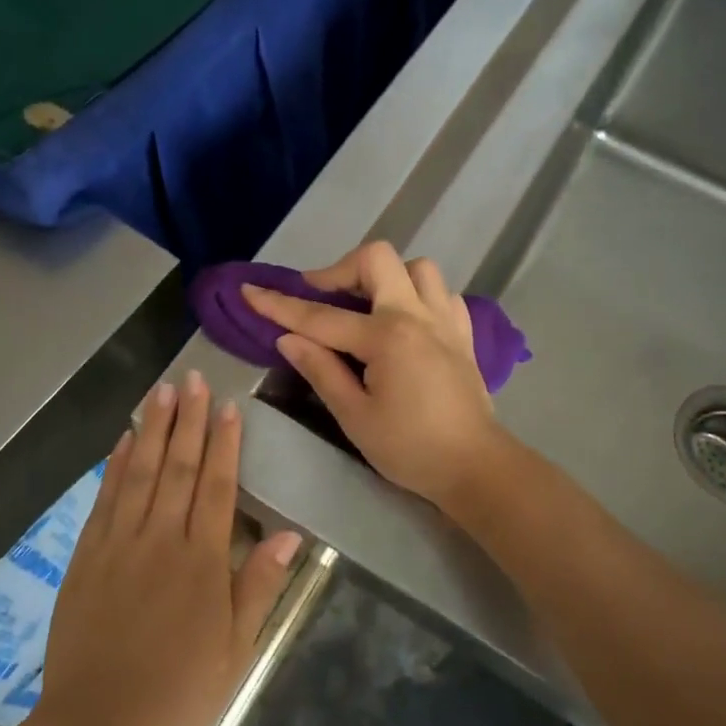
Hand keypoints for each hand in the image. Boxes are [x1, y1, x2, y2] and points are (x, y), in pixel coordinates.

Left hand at [33, 372, 299, 725]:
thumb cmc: (178, 695)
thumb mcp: (235, 651)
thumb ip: (258, 587)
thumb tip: (289, 535)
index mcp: (202, 562)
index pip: (216, 487)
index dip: (223, 444)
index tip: (228, 406)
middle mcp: (159, 540)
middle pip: (176, 468)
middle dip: (187, 420)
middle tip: (192, 378)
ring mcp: (118, 545)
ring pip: (138, 473)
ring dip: (151, 429)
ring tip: (161, 391)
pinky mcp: (86, 557)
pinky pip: (104, 499)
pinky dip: (114, 465)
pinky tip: (122, 440)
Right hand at [243, 241, 505, 506]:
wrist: (475, 467)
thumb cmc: (410, 449)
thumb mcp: (355, 416)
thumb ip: (321, 370)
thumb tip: (288, 339)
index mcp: (386, 337)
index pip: (321, 316)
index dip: (280, 304)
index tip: (250, 291)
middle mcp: (417, 315)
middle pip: (377, 259)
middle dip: (341, 269)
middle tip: (321, 296)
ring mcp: (445, 320)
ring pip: (417, 267)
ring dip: (385, 277)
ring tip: (365, 306)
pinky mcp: (462, 334)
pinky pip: (441, 293)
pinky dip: (418, 295)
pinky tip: (405, 321)